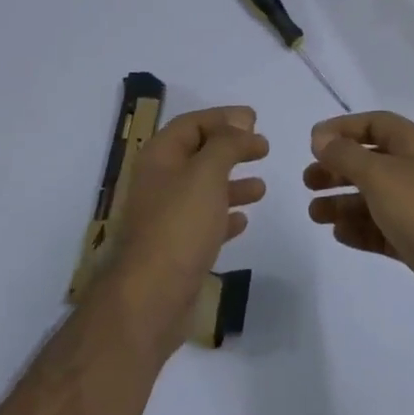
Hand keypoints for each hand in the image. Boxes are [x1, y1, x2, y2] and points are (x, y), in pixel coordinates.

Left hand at [110, 106, 268, 350]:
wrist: (150, 296)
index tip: (255, 120)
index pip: (191, 124)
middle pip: (198, 154)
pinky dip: (224, 215)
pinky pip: (203, 222)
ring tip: (261, 187)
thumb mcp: (207, 173)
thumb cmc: (179, 225)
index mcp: (159, 157)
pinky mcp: (175, 248)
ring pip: (203, 189)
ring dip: (232, 183)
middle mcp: (159, 182)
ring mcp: (165, 216)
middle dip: (231, 148)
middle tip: (263, 148)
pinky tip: (243, 220)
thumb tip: (241, 123)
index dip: (223, 118)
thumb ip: (226, 144)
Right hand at [303, 111, 413, 322]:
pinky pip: (382, 228)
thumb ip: (346, 155)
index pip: (374, 124)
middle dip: (337, 170)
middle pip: (370, 161)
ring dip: (342, 203)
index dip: (342, 129)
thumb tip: (320, 137)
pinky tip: (339, 235)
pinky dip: (360, 229)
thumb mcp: (380, 175)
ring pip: (373, 198)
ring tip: (314, 215)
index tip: (312, 143)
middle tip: (308, 183)